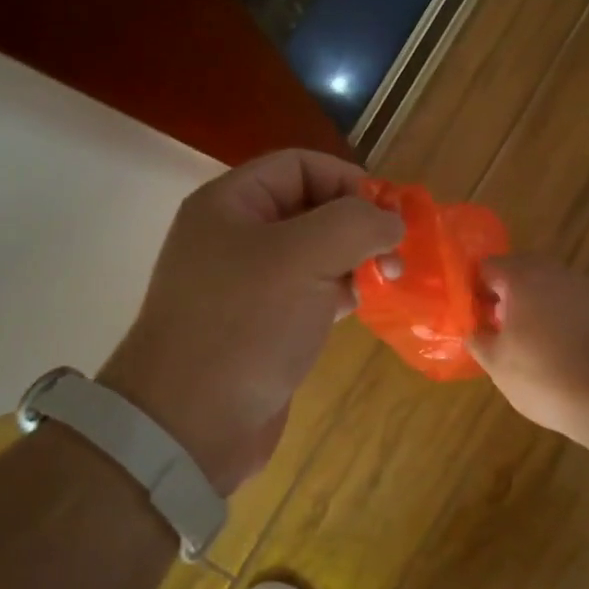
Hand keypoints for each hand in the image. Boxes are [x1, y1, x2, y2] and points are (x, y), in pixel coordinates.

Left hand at [97, 149, 402, 494]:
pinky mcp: (262, 325)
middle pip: (311, 207)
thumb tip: (392, 223)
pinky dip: (341, 292)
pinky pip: (309, 292)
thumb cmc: (245, 324)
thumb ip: (356, 224)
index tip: (390, 215)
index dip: (350, 180)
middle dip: (358, 224)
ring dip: (355, 260)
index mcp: (231, 204)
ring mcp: (248, 284)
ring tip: (390, 280)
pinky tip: (364, 307)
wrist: (191, 424)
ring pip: (315, 253)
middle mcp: (236, 236)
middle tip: (397, 253)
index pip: (300, 165)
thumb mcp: (304, 257)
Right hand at [467, 256, 588, 437]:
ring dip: (536, 309)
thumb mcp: (497, 363)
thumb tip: (475, 330)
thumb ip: (478, 339)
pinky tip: (562, 355)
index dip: (474, 291)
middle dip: (506, 298)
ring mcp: (587, 289)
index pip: (487, 267)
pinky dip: (563, 323)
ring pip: (551, 290)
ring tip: (529, 347)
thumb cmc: (543, 374)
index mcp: (522, 276)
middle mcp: (556, 273)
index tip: (473, 318)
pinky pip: (575, 308)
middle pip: (521, 274)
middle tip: (497, 331)